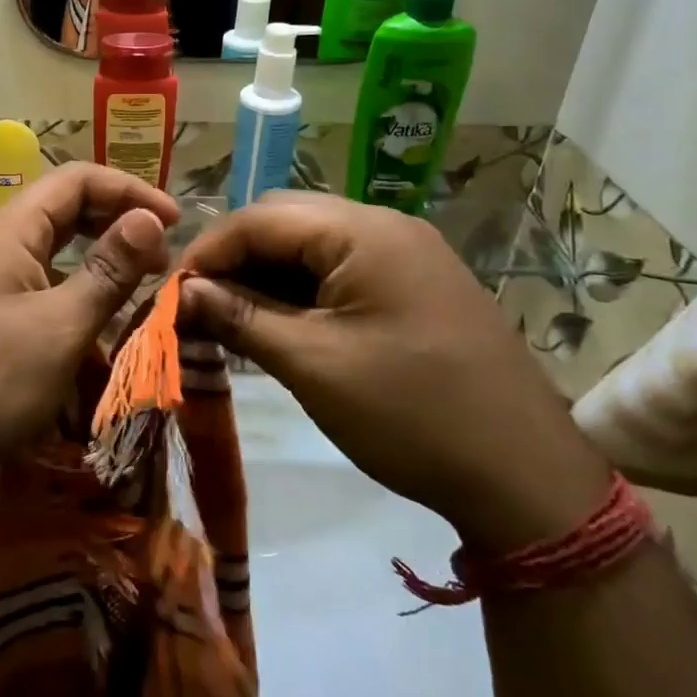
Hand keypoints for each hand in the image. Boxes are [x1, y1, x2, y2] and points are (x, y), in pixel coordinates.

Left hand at [0, 164, 176, 515]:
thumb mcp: (60, 327)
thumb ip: (108, 271)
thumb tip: (150, 219)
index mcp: (8, 231)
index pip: (77, 179)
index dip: (131, 190)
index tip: (177, 222)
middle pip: (62, 209)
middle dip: (116, 221)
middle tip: (161, 254)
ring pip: (50, 250)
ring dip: (96, 258)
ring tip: (137, 283)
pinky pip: (35, 285)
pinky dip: (72, 290)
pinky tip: (93, 320)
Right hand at [179, 193, 611, 549]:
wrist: (526, 477)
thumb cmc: (409, 413)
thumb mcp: (312, 364)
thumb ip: (239, 317)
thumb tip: (182, 291)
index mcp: (363, 231)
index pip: (260, 218)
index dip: (207, 252)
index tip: (171, 295)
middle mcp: (386, 226)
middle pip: (285, 223)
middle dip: (234, 260)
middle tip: (199, 308)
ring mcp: (406, 255)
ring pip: (312, 248)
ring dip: (266, 277)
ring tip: (230, 321)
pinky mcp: (415, 286)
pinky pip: (341, 272)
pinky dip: (301, 293)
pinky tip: (279, 327)